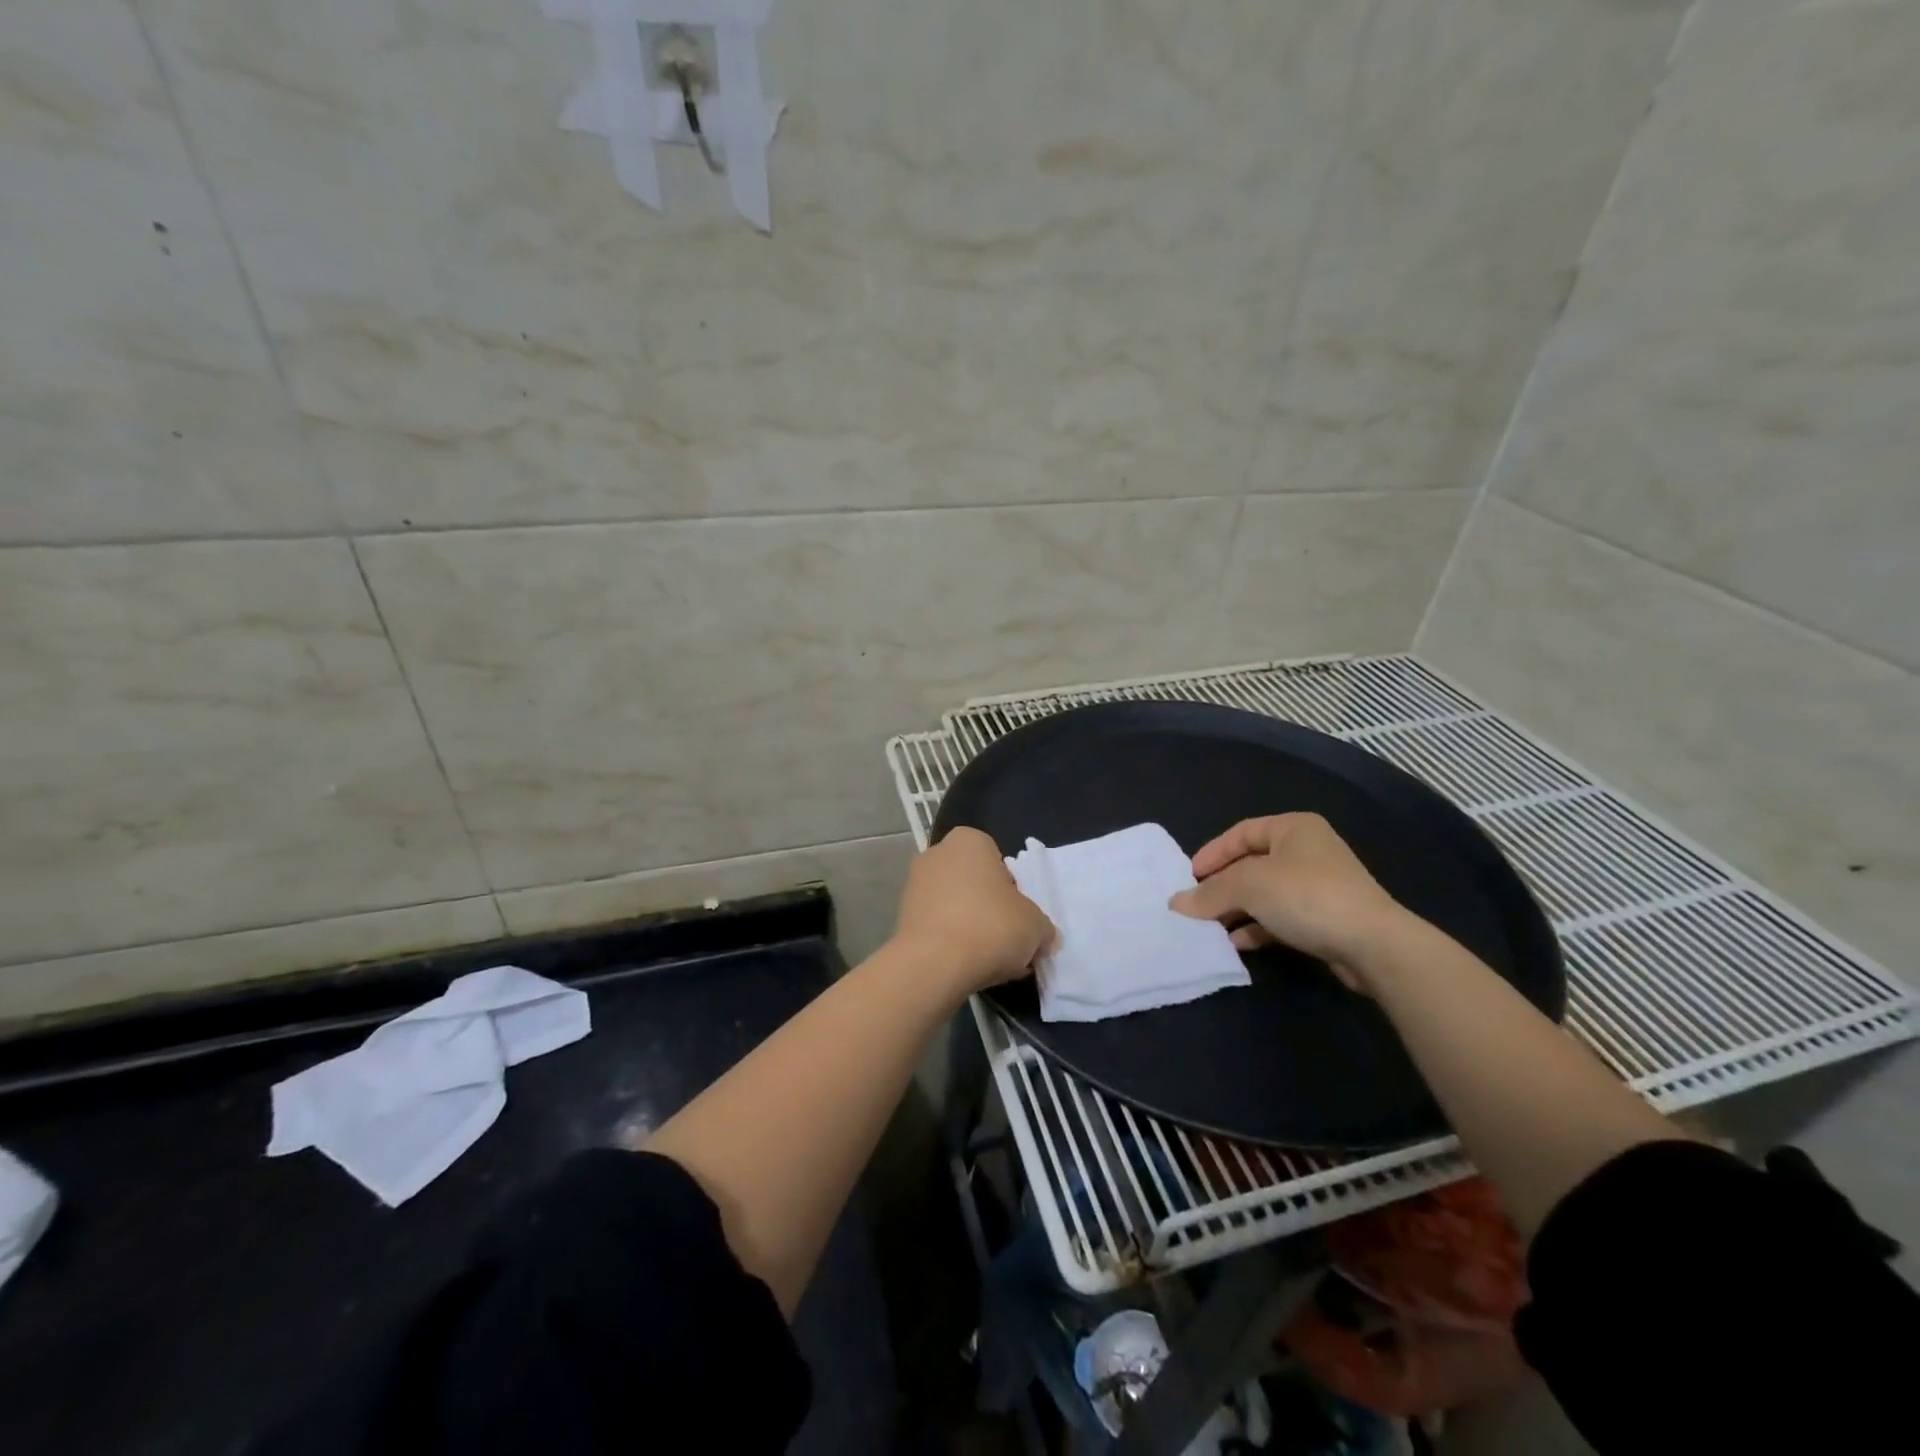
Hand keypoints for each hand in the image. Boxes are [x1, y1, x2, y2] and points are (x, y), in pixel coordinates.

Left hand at [892, 828, 1055, 995]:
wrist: (934, 965)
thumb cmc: (990, 927)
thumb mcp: (1036, 926)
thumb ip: (1042, 927)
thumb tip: (1044, 938)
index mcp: (969, 841)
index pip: (999, 860)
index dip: (1013, 890)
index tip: (1018, 916)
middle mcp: (937, 853)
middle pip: (975, 883)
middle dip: (991, 908)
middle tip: (1007, 939)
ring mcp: (914, 884)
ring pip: (956, 906)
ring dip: (972, 928)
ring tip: (990, 961)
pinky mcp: (902, 916)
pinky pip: (938, 926)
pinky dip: (952, 942)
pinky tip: (967, 967)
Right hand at [1169, 813, 1402, 990]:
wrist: (1373, 945)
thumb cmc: (1307, 896)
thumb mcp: (1248, 886)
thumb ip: (1210, 893)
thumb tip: (1176, 904)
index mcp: (1293, 828)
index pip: (1240, 833)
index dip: (1212, 853)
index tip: (1189, 877)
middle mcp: (1307, 851)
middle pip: (1251, 865)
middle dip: (1222, 887)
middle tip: (1195, 905)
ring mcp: (1319, 886)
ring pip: (1264, 894)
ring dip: (1236, 910)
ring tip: (1210, 928)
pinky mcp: (1325, 919)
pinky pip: (1280, 918)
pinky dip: (1257, 928)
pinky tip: (1237, 943)